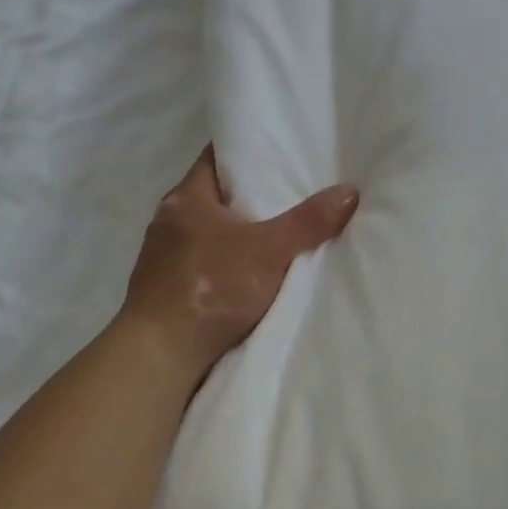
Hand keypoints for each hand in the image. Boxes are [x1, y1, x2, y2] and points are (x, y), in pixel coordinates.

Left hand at [118, 146, 358, 387]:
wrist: (159, 357)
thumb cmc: (210, 288)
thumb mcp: (269, 251)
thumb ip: (309, 222)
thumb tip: (348, 191)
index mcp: (185, 198)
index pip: (215, 157)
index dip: (246, 151)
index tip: (277, 151)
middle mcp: (168, 221)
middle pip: (214, 195)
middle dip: (248, 195)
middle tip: (289, 191)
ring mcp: (161, 257)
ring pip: (207, 231)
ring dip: (235, 233)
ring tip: (276, 232)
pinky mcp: (163, 289)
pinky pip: (201, 263)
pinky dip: (224, 263)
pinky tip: (248, 273)